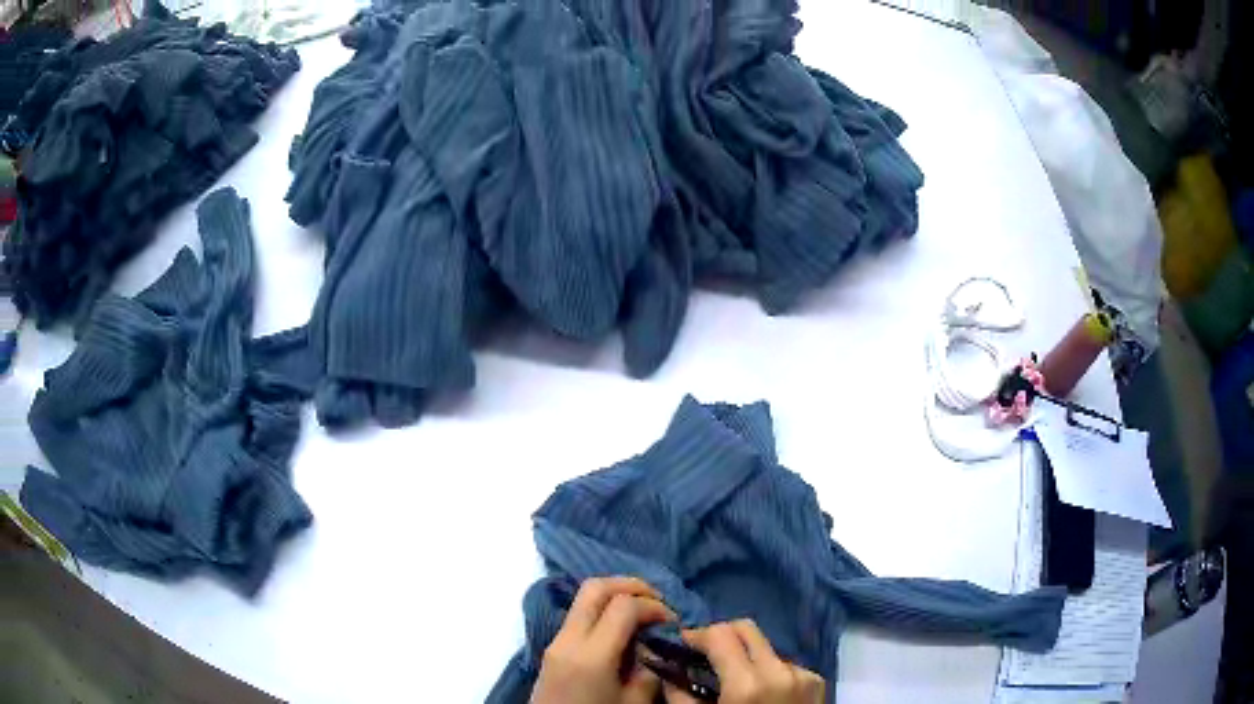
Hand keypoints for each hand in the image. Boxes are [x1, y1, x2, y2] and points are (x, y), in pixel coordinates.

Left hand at [532, 577, 677, 703]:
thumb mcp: (634, 702)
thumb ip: (649, 670)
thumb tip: (656, 645)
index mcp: (591, 655)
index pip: (623, 606)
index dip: (653, 606)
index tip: (672, 621)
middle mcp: (568, 640)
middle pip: (595, 587)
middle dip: (631, 585)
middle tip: (658, 599)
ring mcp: (555, 642)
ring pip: (583, 598)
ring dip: (615, 596)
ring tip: (643, 612)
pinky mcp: (552, 648)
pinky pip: (578, 615)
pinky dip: (602, 610)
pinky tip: (622, 628)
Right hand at [663, 620, 824, 703]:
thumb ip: (680, 696)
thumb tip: (667, 671)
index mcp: (748, 684)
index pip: (721, 634)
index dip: (697, 635)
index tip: (682, 644)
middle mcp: (780, 671)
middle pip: (747, 629)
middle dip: (721, 636)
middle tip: (703, 654)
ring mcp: (803, 675)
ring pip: (767, 648)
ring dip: (746, 656)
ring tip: (733, 680)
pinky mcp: (817, 682)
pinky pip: (786, 666)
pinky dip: (768, 672)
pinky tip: (761, 694)